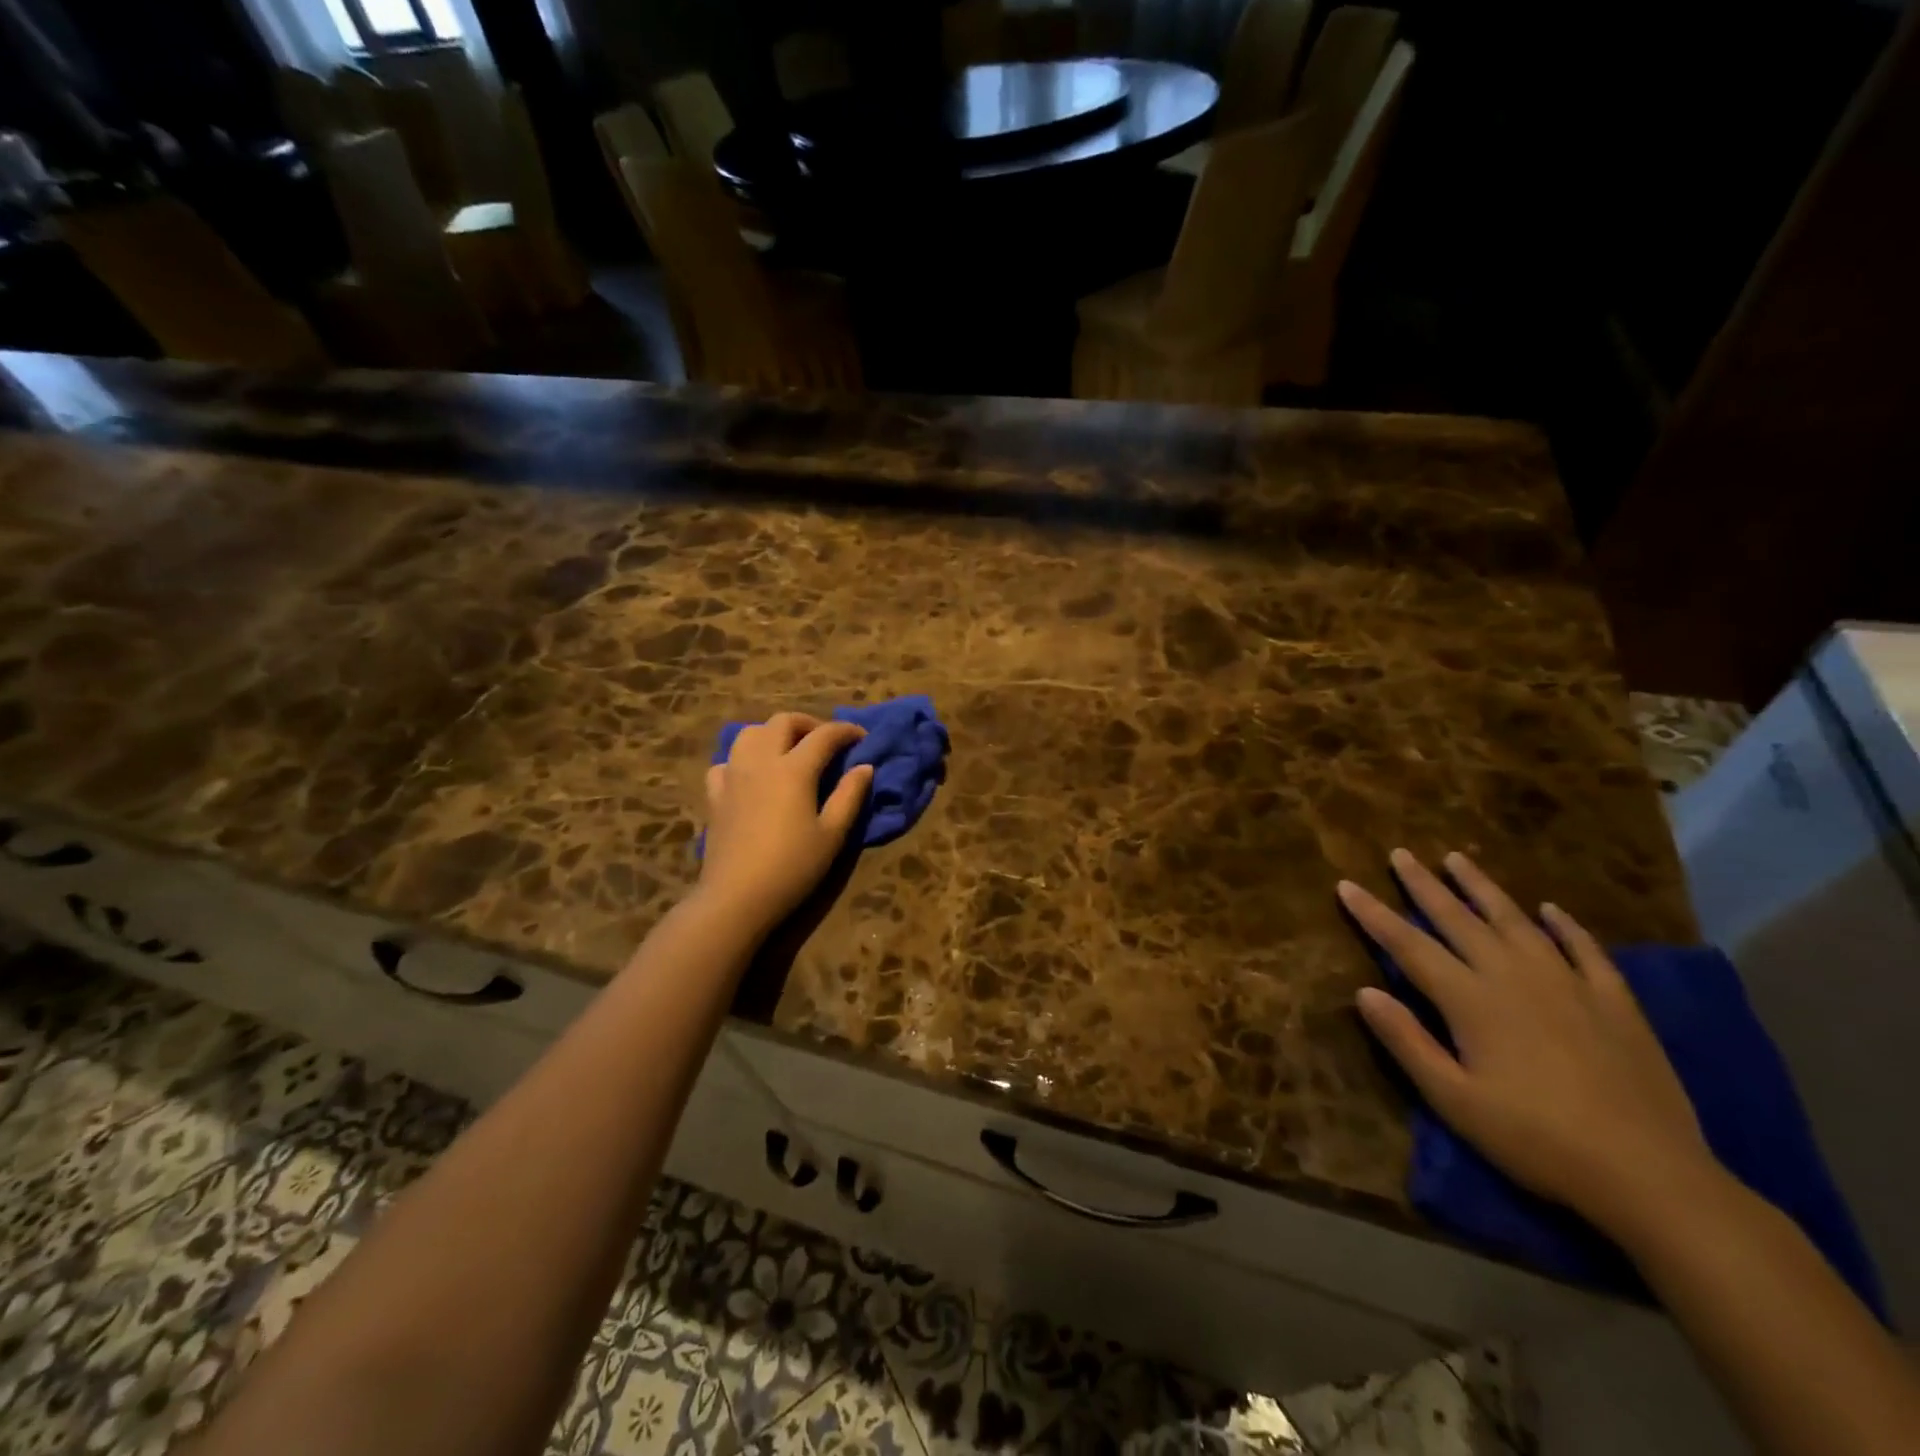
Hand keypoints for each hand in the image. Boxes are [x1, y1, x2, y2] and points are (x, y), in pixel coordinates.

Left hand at [697, 713, 873, 940]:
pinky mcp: (715, 795)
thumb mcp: (832, 834)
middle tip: (826, 742)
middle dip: (809, 724)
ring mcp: (733, 775)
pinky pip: (726, 762)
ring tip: (789, 751)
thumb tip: (864, 767)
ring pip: (749, 733)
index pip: (824, 735)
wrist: (737, 897)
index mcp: (794, 769)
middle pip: (783, 722)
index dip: (846, 731)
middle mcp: (761, 761)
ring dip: (773, 733)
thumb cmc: (793, 867)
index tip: (862, 738)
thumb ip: (850, 795)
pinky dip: (742, 759)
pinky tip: (752, 777)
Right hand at [1339, 849, 1719, 1235]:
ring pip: (1515, 921)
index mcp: (1471, 1000)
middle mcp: (1513, 977)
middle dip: (1424, 885)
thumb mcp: (1454, 1100)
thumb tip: (1364, 991)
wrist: (1649, 1176)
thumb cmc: (1535, 1140)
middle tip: (1401, 853)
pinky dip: (1565, 926)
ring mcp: (1568, 984)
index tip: (1346, 885)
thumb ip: (1406, 1041)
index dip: (1374, 914)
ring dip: (1483, 888)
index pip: (1408, 945)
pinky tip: (1551, 909)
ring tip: (1459, 859)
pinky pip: (1584, 950)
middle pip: (1458, 919)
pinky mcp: (1614, 1002)